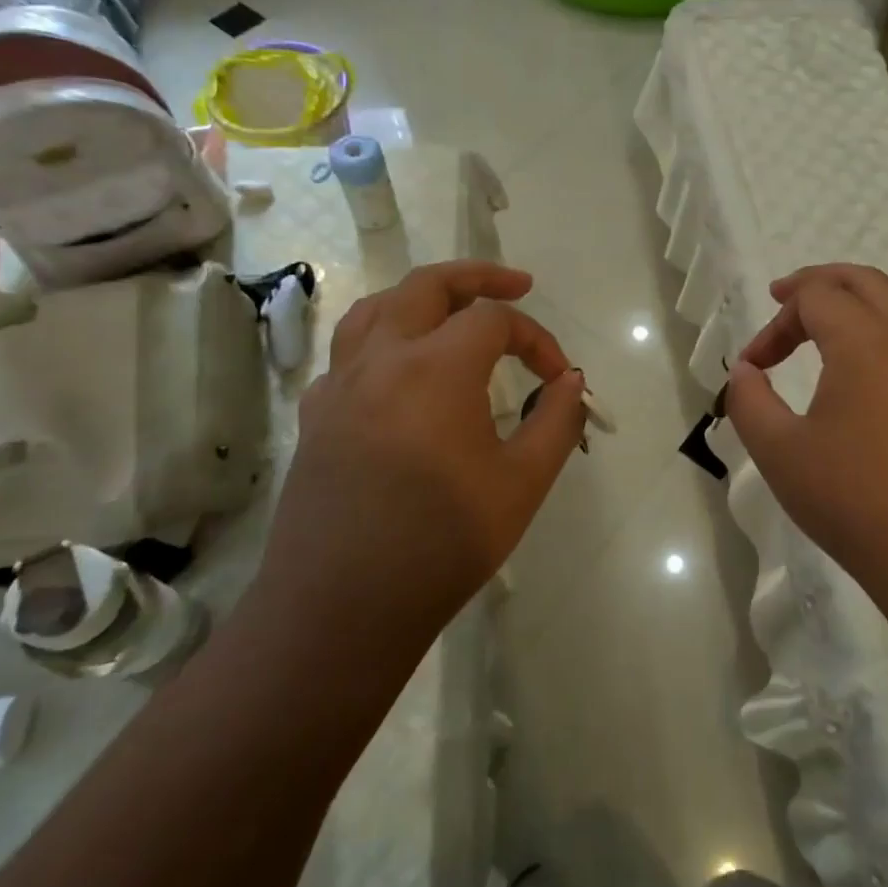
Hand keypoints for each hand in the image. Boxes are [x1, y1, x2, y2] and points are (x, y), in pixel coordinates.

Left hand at [257, 261, 586, 642]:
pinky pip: (349, 355)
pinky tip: (400, 375)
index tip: (559, 379)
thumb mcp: (522, 483)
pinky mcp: (316, 417)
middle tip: (517, 285)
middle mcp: (381, 359)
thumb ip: (556, 421)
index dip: (537, 339)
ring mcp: (339, 386)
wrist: (340, 609)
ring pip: (377, 308)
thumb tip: (570, 382)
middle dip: (478, 277)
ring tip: (452, 311)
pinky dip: (383, 343)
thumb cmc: (442, 544)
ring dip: (421, 298)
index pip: (495, 320)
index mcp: (434, 368)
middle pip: (427, 286)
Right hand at [725, 264, 887, 608]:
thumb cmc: (854, 500)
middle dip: (821, 282)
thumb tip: (745, 371)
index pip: (815, 298)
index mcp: (867, 343)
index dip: (775, 323)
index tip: (753, 364)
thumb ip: (749, 401)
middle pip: (866, 282)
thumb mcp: (780, 452)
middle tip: (785, 297)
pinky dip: (880, 343)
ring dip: (855, 311)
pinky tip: (862, 388)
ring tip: (820, 336)